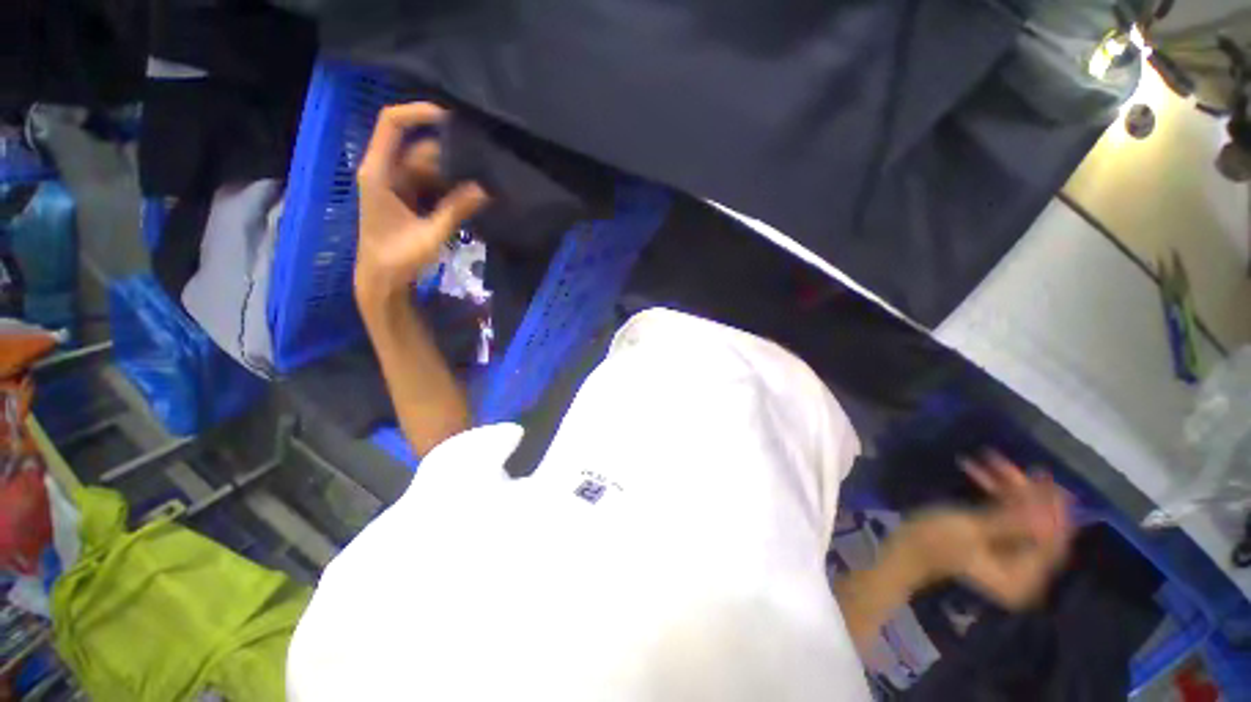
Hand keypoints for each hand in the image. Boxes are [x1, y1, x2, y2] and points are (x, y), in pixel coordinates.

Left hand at [354, 103, 488, 300]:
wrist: (381, 281)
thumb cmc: (397, 259)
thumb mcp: (429, 235)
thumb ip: (456, 210)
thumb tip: (484, 189)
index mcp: (379, 172)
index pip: (392, 125)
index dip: (419, 113)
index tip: (452, 119)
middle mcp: (385, 171)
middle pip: (418, 148)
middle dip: (449, 154)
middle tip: (482, 163)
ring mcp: (396, 185)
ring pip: (427, 166)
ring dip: (453, 173)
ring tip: (481, 180)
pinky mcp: (407, 198)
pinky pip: (430, 183)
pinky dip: (449, 187)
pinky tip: (470, 195)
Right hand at [888, 453, 1074, 608]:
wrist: (904, 549)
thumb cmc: (933, 541)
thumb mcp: (971, 529)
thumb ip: (1011, 521)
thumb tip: (1045, 510)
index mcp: (1022, 577)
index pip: (1051, 542)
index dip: (1053, 509)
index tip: (1045, 477)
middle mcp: (1024, 572)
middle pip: (1039, 528)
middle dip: (1028, 493)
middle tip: (1023, 466)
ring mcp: (1009, 558)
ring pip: (1021, 517)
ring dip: (1007, 488)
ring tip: (990, 459)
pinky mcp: (995, 544)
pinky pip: (1005, 516)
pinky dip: (994, 495)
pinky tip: (976, 470)